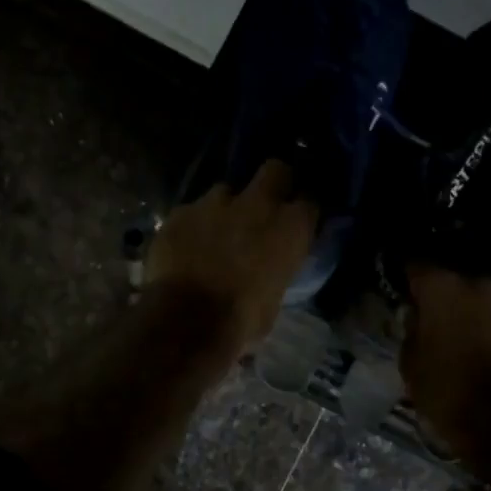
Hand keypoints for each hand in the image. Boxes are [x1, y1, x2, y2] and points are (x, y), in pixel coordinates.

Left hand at [146, 160, 316, 354]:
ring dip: (225, 207)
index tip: (297, 222)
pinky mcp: (180, 212)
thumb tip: (269, 271)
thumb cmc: (242, 320)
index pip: (310, 202)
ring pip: (226, 190)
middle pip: (275, 170)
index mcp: (290, 228)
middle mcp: (257, 204)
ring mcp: (214, 203)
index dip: (302, 211)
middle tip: (264, 206)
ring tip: (216, 231)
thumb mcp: (274, 299)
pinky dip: (192, 225)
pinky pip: (191, 211)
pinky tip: (186, 246)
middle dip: (272, 183)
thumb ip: (275, 271)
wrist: (187, 320)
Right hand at [400, 265, 490, 460]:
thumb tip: (417, 317)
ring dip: (470, 310)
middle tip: (430, 314)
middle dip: (442, 295)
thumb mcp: (409, 361)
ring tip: (458, 331)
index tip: (399, 285)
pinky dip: (490, 327)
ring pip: (481, 298)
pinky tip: (480, 345)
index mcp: (443, 287)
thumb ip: (412, 329)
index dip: (406, 276)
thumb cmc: (444, 387)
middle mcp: (479, 284)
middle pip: (454, 281)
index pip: (417, 266)